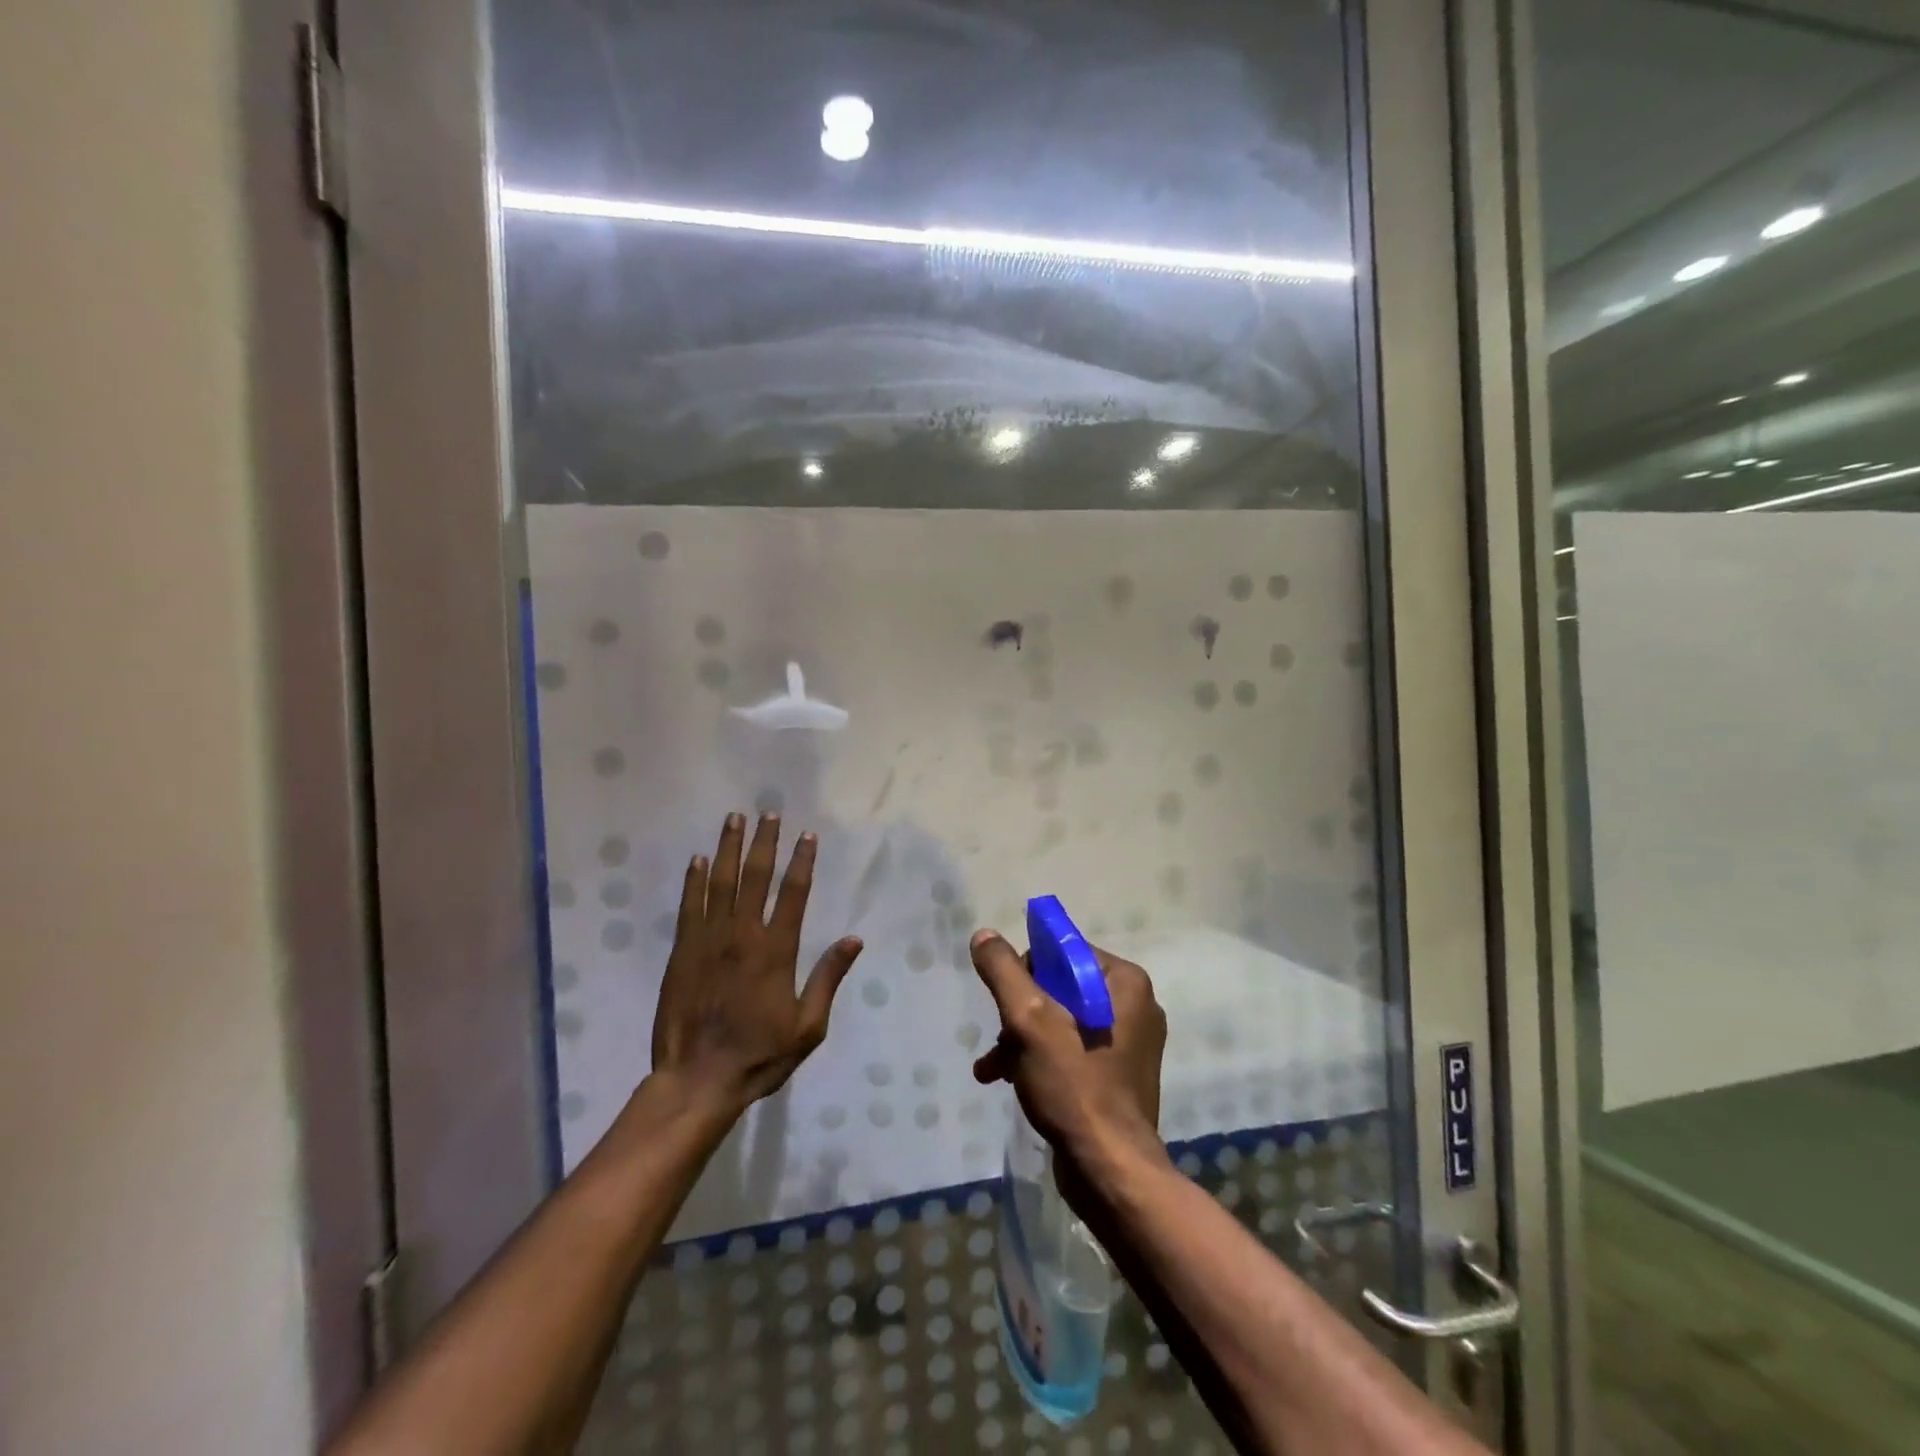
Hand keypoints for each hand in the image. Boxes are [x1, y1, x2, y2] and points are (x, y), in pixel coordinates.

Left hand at [651, 813, 862, 1112]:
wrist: (698, 1080)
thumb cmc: (760, 1055)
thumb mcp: (809, 1027)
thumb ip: (829, 978)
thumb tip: (854, 940)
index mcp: (777, 951)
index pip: (794, 894)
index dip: (802, 862)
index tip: (807, 835)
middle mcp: (743, 936)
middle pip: (755, 877)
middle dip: (764, 842)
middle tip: (768, 813)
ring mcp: (708, 941)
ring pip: (720, 883)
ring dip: (729, 848)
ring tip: (734, 819)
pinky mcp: (681, 953)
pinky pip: (689, 907)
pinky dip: (694, 880)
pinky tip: (698, 859)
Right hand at [968, 930, 1167, 1168]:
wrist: (1110, 1171)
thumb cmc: (1073, 1085)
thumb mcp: (1028, 1020)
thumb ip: (1004, 971)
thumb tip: (984, 935)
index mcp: (1125, 981)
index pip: (1064, 953)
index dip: (1028, 973)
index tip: (1010, 1005)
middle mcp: (1135, 1004)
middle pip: (1060, 988)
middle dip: (1020, 1014)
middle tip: (1000, 1042)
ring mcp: (1130, 1042)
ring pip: (1062, 1021)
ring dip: (1023, 1039)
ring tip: (992, 1068)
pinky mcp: (1120, 1074)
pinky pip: (1074, 1049)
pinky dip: (1042, 1058)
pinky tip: (1009, 1080)